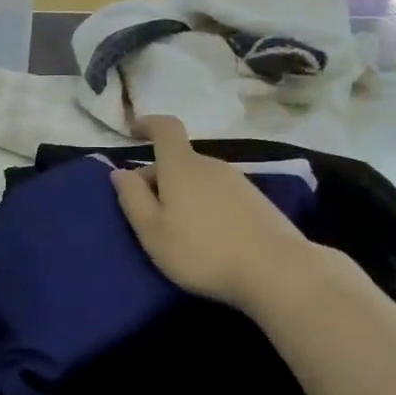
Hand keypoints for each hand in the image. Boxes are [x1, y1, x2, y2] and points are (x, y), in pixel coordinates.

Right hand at [111, 116, 314, 312]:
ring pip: (198, 179)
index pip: (165, 128)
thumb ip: (132, 198)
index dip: (148, 124)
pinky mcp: (257, 201)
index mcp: (182, 166)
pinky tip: (207, 237)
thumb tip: (120, 172)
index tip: (134, 132)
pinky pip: (218, 194)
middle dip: (158, 178)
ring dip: (182, 194)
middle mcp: (211, 165)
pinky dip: (204, 205)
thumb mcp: (152, 231)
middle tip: (145, 213)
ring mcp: (238, 181)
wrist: (275, 270)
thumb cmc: (201, 251)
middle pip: (179, 161)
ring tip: (176, 230)